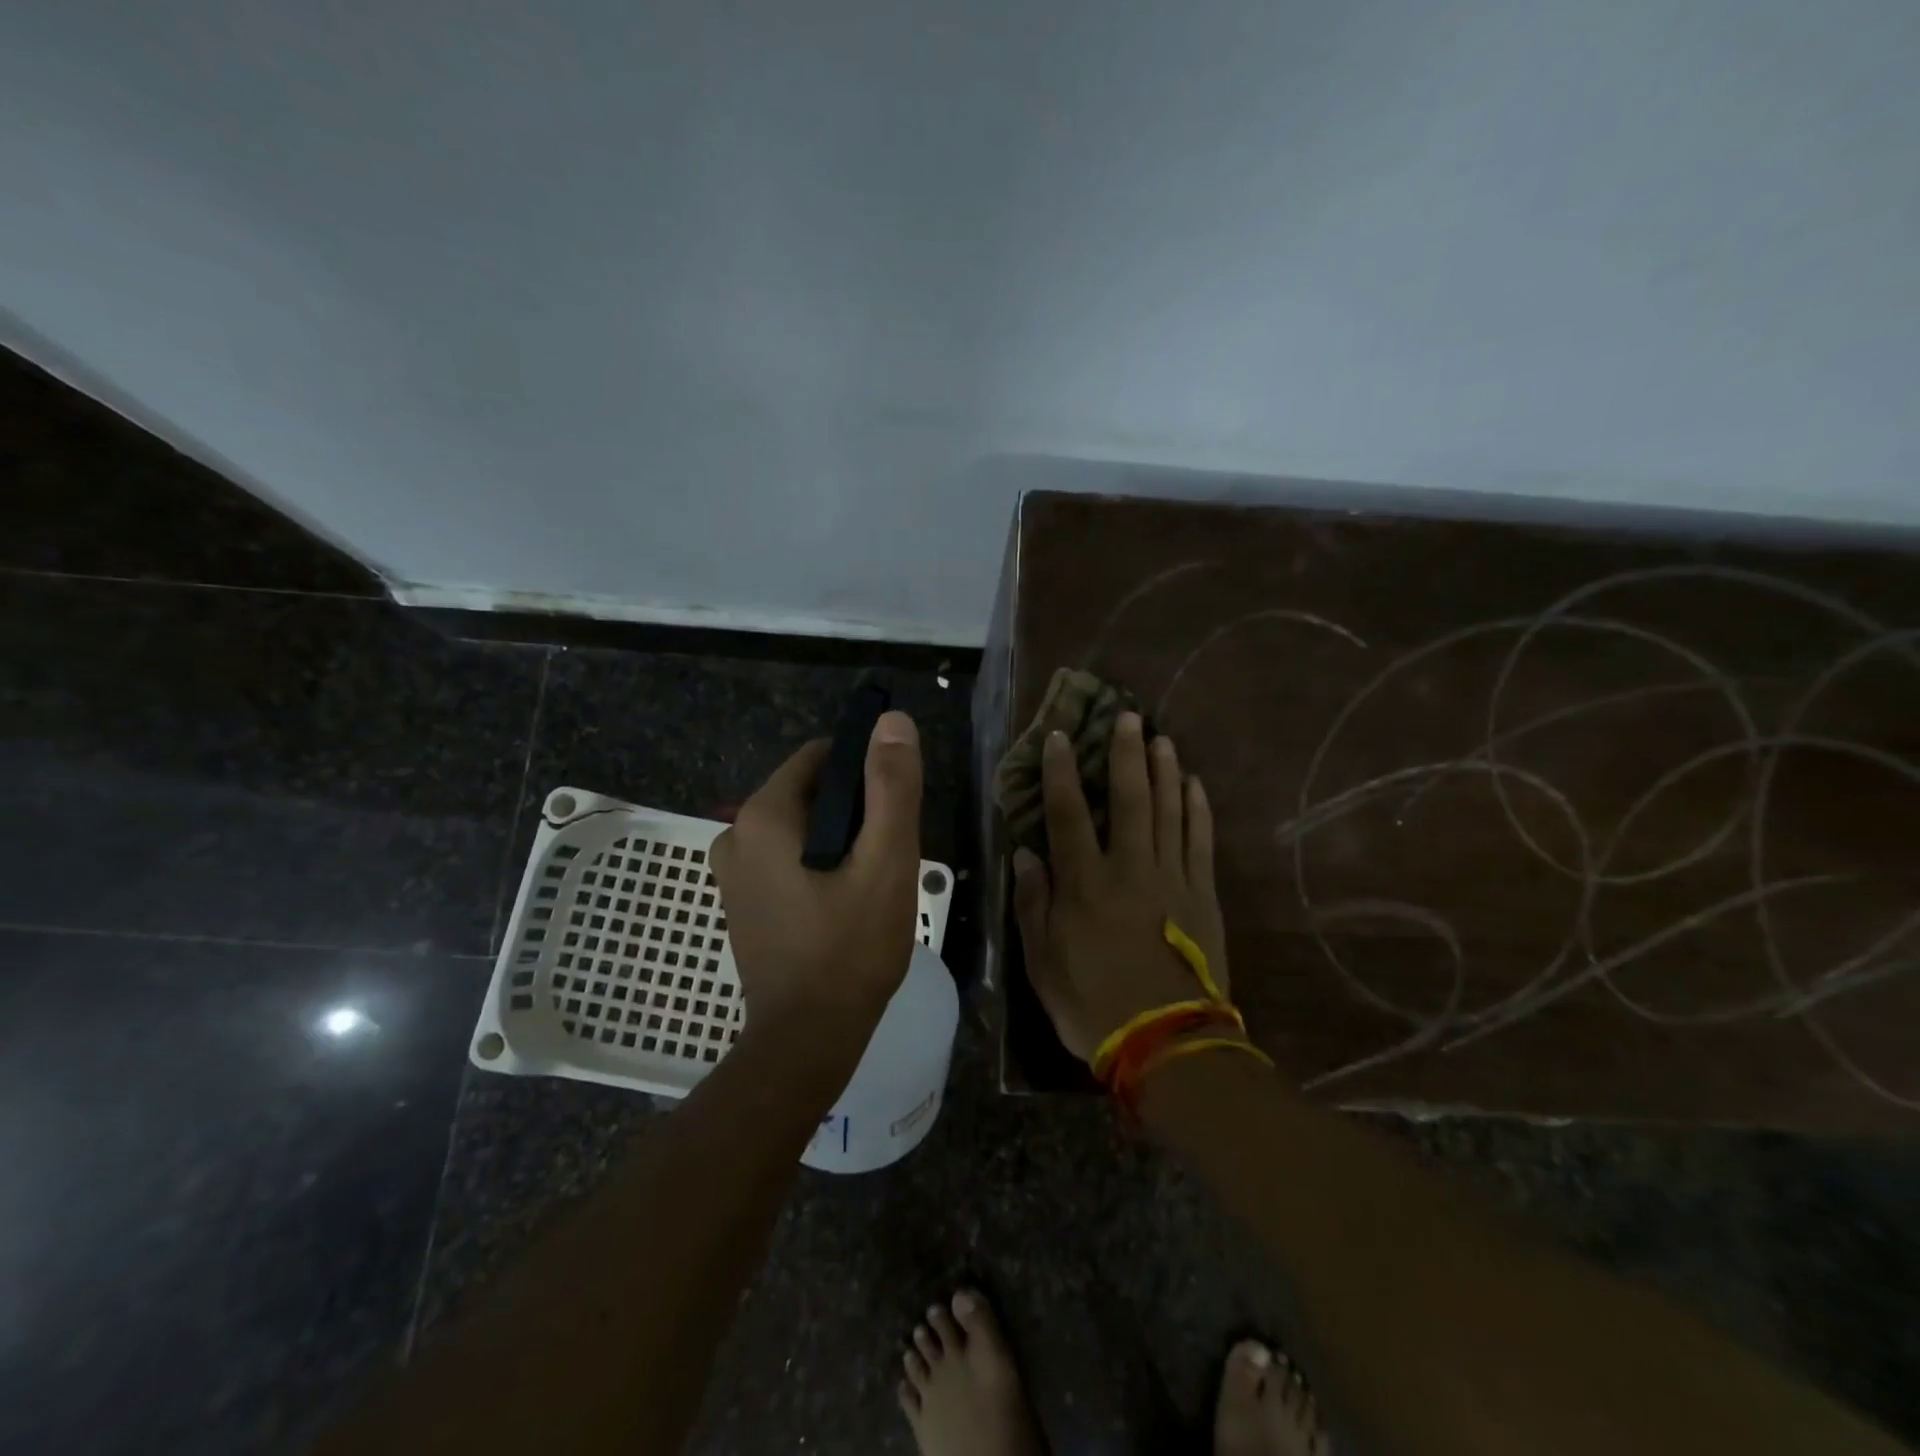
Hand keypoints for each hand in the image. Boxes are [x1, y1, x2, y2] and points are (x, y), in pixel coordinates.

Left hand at [710, 711, 923, 1035]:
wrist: (807, 1039)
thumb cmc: (850, 947)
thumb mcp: (886, 861)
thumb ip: (892, 786)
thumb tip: (893, 722)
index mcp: (762, 815)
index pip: (820, 758)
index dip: (865, 771)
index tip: (894, 807)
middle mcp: (735, 834)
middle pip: (811, 793)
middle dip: (855, 811)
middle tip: (889, 853)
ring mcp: (733, 873)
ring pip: (802, 829)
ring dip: (840, 841)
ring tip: (873, 880)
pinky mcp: (742, 902)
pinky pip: (788, 859)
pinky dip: (819, 865)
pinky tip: (847, 900)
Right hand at [1013, 713, 1229, 1063]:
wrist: (1168, 1043)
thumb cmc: (1093, 1004)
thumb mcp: (1042, 962)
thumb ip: (1034, 904)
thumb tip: (1028, 854)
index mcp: (1085, 884)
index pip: (1068, 814)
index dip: (1062, 773)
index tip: (1059, 738)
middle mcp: (1130, 868)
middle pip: (1130, 799)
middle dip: (1126, 754)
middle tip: (1128, 716)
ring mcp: (1173, 878)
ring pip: (1169, 811)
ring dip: (1165, 771)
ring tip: (1161, 738)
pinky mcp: (1203, 895)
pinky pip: (1201, 841)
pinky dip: (1198, 809)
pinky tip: (1194, 785)